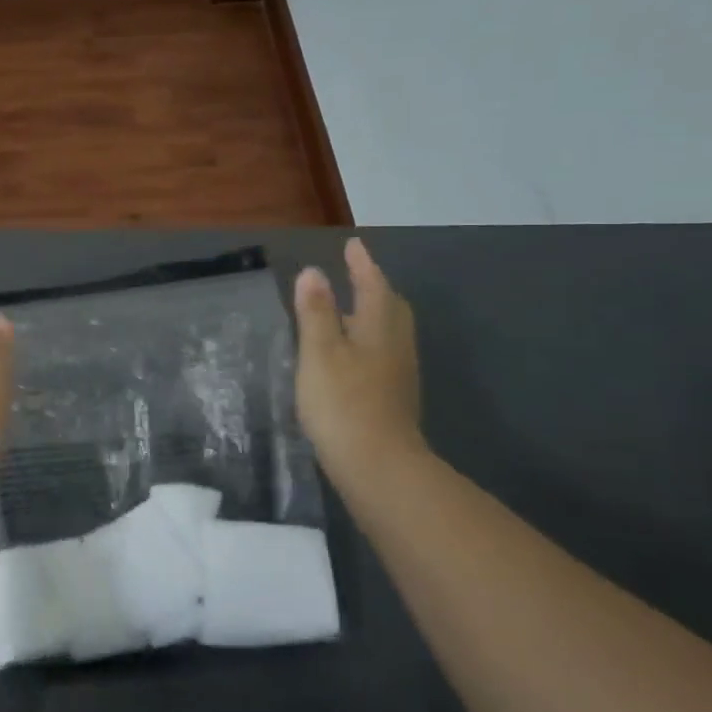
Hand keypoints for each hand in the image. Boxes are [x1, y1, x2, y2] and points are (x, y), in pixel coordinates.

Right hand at [294, 238, 425, 486]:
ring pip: (389, 331)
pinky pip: (383, 352)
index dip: (362, 265)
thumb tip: (313, 272)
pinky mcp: (392, 397)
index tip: (353, 245)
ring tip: (350, 307)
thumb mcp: (320, 352)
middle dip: (374, 286)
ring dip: (372, 312)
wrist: (377, 466)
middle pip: (390, 307)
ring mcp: (398, 374)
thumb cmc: (343, 403)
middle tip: (357, 273)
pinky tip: (351, 352)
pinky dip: (368, 338)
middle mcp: (395, 346)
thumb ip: (316, 312)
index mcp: (379, 329)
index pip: (373, 286)